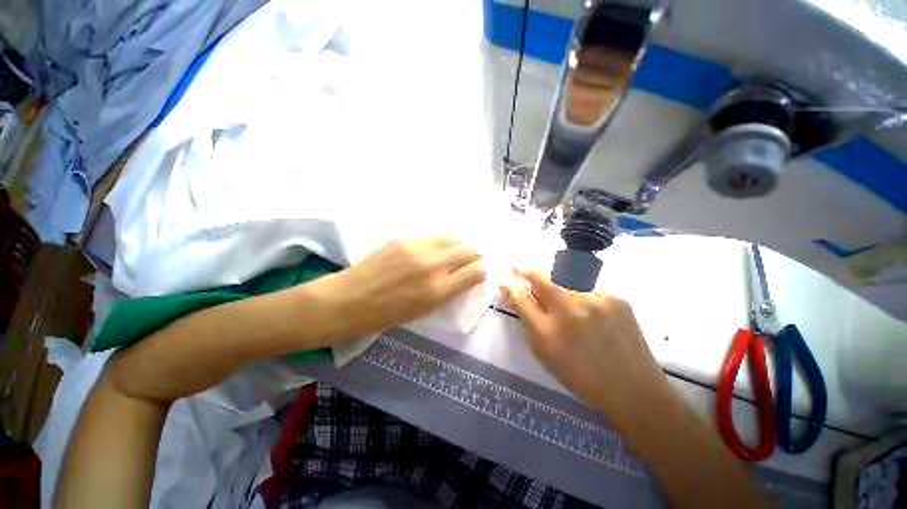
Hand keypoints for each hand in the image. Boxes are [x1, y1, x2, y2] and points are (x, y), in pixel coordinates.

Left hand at [313, 236, 486, 338]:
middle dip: (476, 254)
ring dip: (460, 244)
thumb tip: (464, 277)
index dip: (481, 271)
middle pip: (469, 250)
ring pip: (453, 238)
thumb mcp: (423, 310)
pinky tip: (437, 246)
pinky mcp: (403, 238)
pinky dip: (441, 241)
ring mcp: (417, 248)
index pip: (475, 272)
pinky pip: (432, 236)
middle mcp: (432, 265)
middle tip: (472, 258)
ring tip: (457, 249)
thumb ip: (447, 292)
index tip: (479, 272)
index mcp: (438, 290)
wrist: (349, 299)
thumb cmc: (387, 314)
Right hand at [501, 269, 667, 425]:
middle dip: (527, 272)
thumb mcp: (546, 355)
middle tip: (518, 267)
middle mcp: (568, 313)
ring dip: (561, 293)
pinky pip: (589, 292)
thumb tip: (520, 297)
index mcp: (547, 333)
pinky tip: (595, 318)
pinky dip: (585, 300)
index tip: (505, 280)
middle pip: (541, 280)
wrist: (633, 389)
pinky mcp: (616, 298)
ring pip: (566, 286)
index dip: (510, 287)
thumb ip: (530, 323)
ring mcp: (594, 302)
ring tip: (572, 312)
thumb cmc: (581, 377)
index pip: (521, 300)